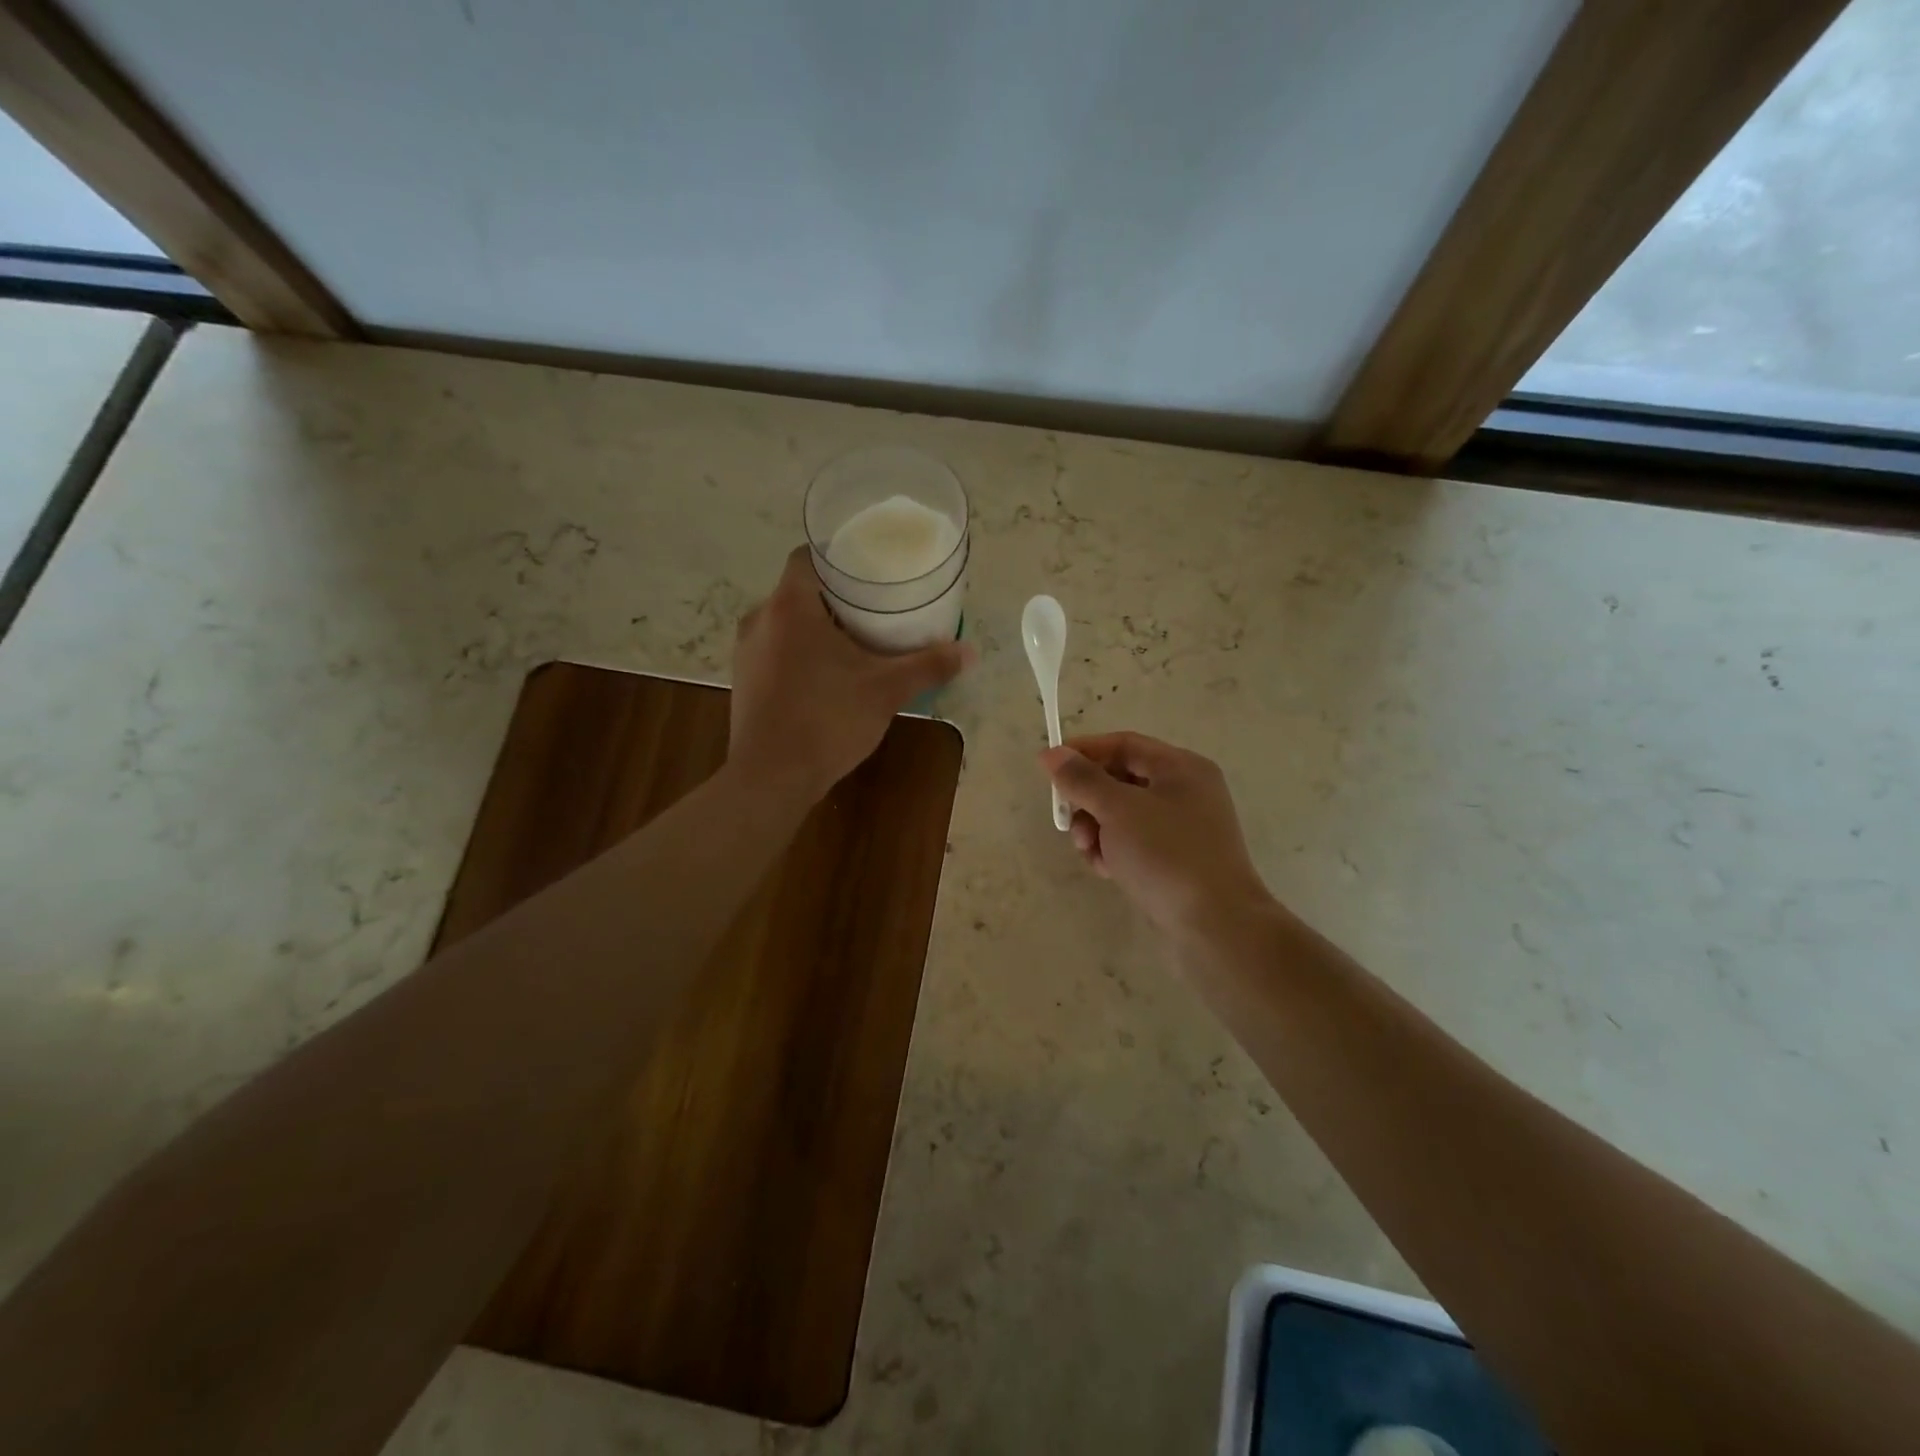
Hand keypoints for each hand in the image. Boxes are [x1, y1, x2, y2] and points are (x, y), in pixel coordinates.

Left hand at [730, 546, 972, 803]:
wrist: (771, 779)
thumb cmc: (827, 721)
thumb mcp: (886, 691)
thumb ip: (928, 666)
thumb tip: (970, 651)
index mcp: (790, 606)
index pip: (808, 556)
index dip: (839, 556)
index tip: (869, 569)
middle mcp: (760, 619)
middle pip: (800, 590)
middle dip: (836, 596)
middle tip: (875, 606)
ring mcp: (746, 651)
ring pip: (786, 622)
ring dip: (817, 626)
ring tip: (856, 639)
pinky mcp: (743, 680)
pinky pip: (775, 649)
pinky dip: (800, 651)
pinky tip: (828, 675)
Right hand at [1041, 732, 1272, 938]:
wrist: (1215, 925)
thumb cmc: (1166, 855)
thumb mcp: (1118, 810)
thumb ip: (1082, 779)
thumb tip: (1052, 754)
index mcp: (1181, 768)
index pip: (1124, 744)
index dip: (1084, 752)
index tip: (1048, 769)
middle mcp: (1185, 791)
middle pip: (1121, 779)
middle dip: (1088, 799)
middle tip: (1068, 822)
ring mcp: (1183, 828)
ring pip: (1123, 814)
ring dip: (1096, 828)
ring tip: (1089, 852)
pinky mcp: (1177, 859)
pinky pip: (1135, 842)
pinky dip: (1114, 850)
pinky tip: (1106, 870)